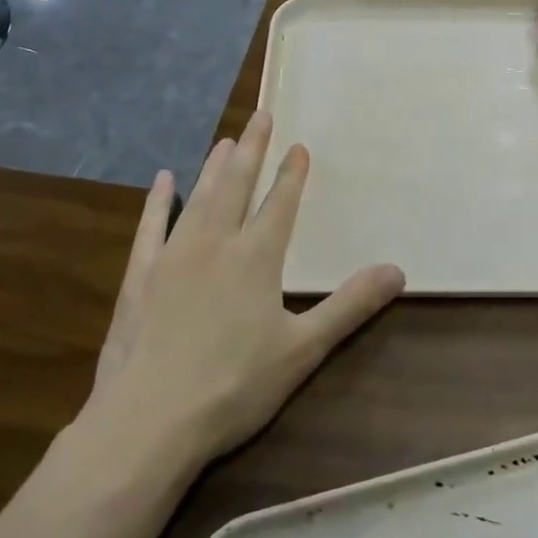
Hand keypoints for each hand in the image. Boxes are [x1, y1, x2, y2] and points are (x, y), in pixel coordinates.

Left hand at [88, 112, 404, 462]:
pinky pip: (151, 227)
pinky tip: (162, 181)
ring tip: (225, 140)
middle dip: (251, 150)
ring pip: (199, 198)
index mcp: (256, 257)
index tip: (298, 145)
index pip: (279, 204)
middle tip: (259, 116)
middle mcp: (216, 243)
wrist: (149, 421)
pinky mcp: (139, 276)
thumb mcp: (303, 349)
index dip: (290, 174)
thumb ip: (350, 306)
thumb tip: (398, 270)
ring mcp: (173, 256)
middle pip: (237, 185)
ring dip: (213, 166)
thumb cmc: (234, 386)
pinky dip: (159, 201)